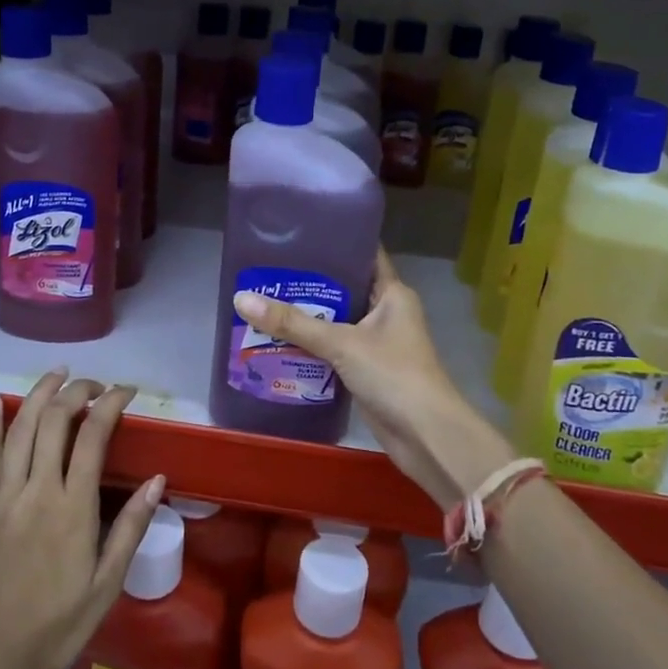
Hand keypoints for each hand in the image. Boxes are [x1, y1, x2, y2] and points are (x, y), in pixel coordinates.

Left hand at [0, 369, 163, 668]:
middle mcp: (37, 489)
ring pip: (20, 427)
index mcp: (72, 507)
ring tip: (59, 374)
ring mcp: (3, 495)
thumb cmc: (52, 628)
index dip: (111, 403)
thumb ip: (129, 529)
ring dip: (40, 393)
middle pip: (56, 419)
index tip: (127, 391)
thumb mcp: (104, 587)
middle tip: (96, 385)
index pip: (94, 435)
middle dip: (78, 391)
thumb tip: (157, 480)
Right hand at [233, 251, 514, 510]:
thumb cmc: (392, 374)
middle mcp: (387, 313)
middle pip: (344, 289)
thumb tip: (241, 298)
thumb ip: (292, 323)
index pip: (364, 255)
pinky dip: (312, 346)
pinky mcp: (367, 370)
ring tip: (265, 300)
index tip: (299, 232)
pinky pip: (335, 349)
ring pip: (337, 321)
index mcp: (392, 294)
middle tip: (268, 270)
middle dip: (309, 283)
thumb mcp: (340, 343)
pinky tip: (279, 341)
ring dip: (307, 317)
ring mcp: (378, 343)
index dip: (336, 241)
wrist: (426, 436)